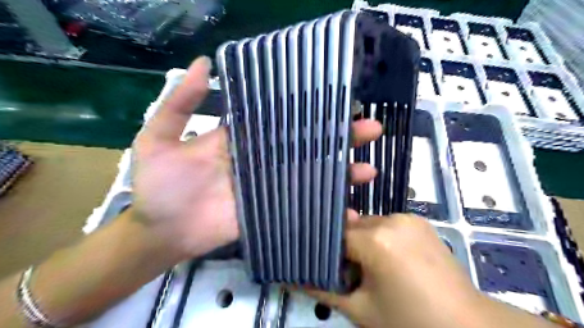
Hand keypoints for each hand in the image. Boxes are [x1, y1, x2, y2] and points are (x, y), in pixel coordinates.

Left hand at [130, 56, 384, 261]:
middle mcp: (263, 159)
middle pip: (307, 145)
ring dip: (341, 173)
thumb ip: (180, 104)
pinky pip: (302, 208)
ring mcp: (271, 186)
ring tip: (368, 169)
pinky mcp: (272, 212)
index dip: (310, 111)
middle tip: (371, 129)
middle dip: (339, 138)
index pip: (283, 119)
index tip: (340, 102)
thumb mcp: (159, 138)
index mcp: (244, 139)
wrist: (160, 231)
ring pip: (311, 175)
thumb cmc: (158, 185)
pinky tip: (348, 213)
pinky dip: (325, 211)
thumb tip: (202, 64)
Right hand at [313, 214, 488, 327]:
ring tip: (375, 269)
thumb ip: (325, 290)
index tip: (328, 267)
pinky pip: (387, 225)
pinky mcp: (419, 221)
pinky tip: (392, 260)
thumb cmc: (411, 322)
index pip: (334, 235)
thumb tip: (291, 279)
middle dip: (347, 247)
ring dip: (364, 242)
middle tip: (352, 274)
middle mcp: (391, 219)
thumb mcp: (361, 310)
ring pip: (369, 225)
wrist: (469, 325)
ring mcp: (408, 217)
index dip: (328, 251)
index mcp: (376, 240)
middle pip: (352, 227)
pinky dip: (381, 238)